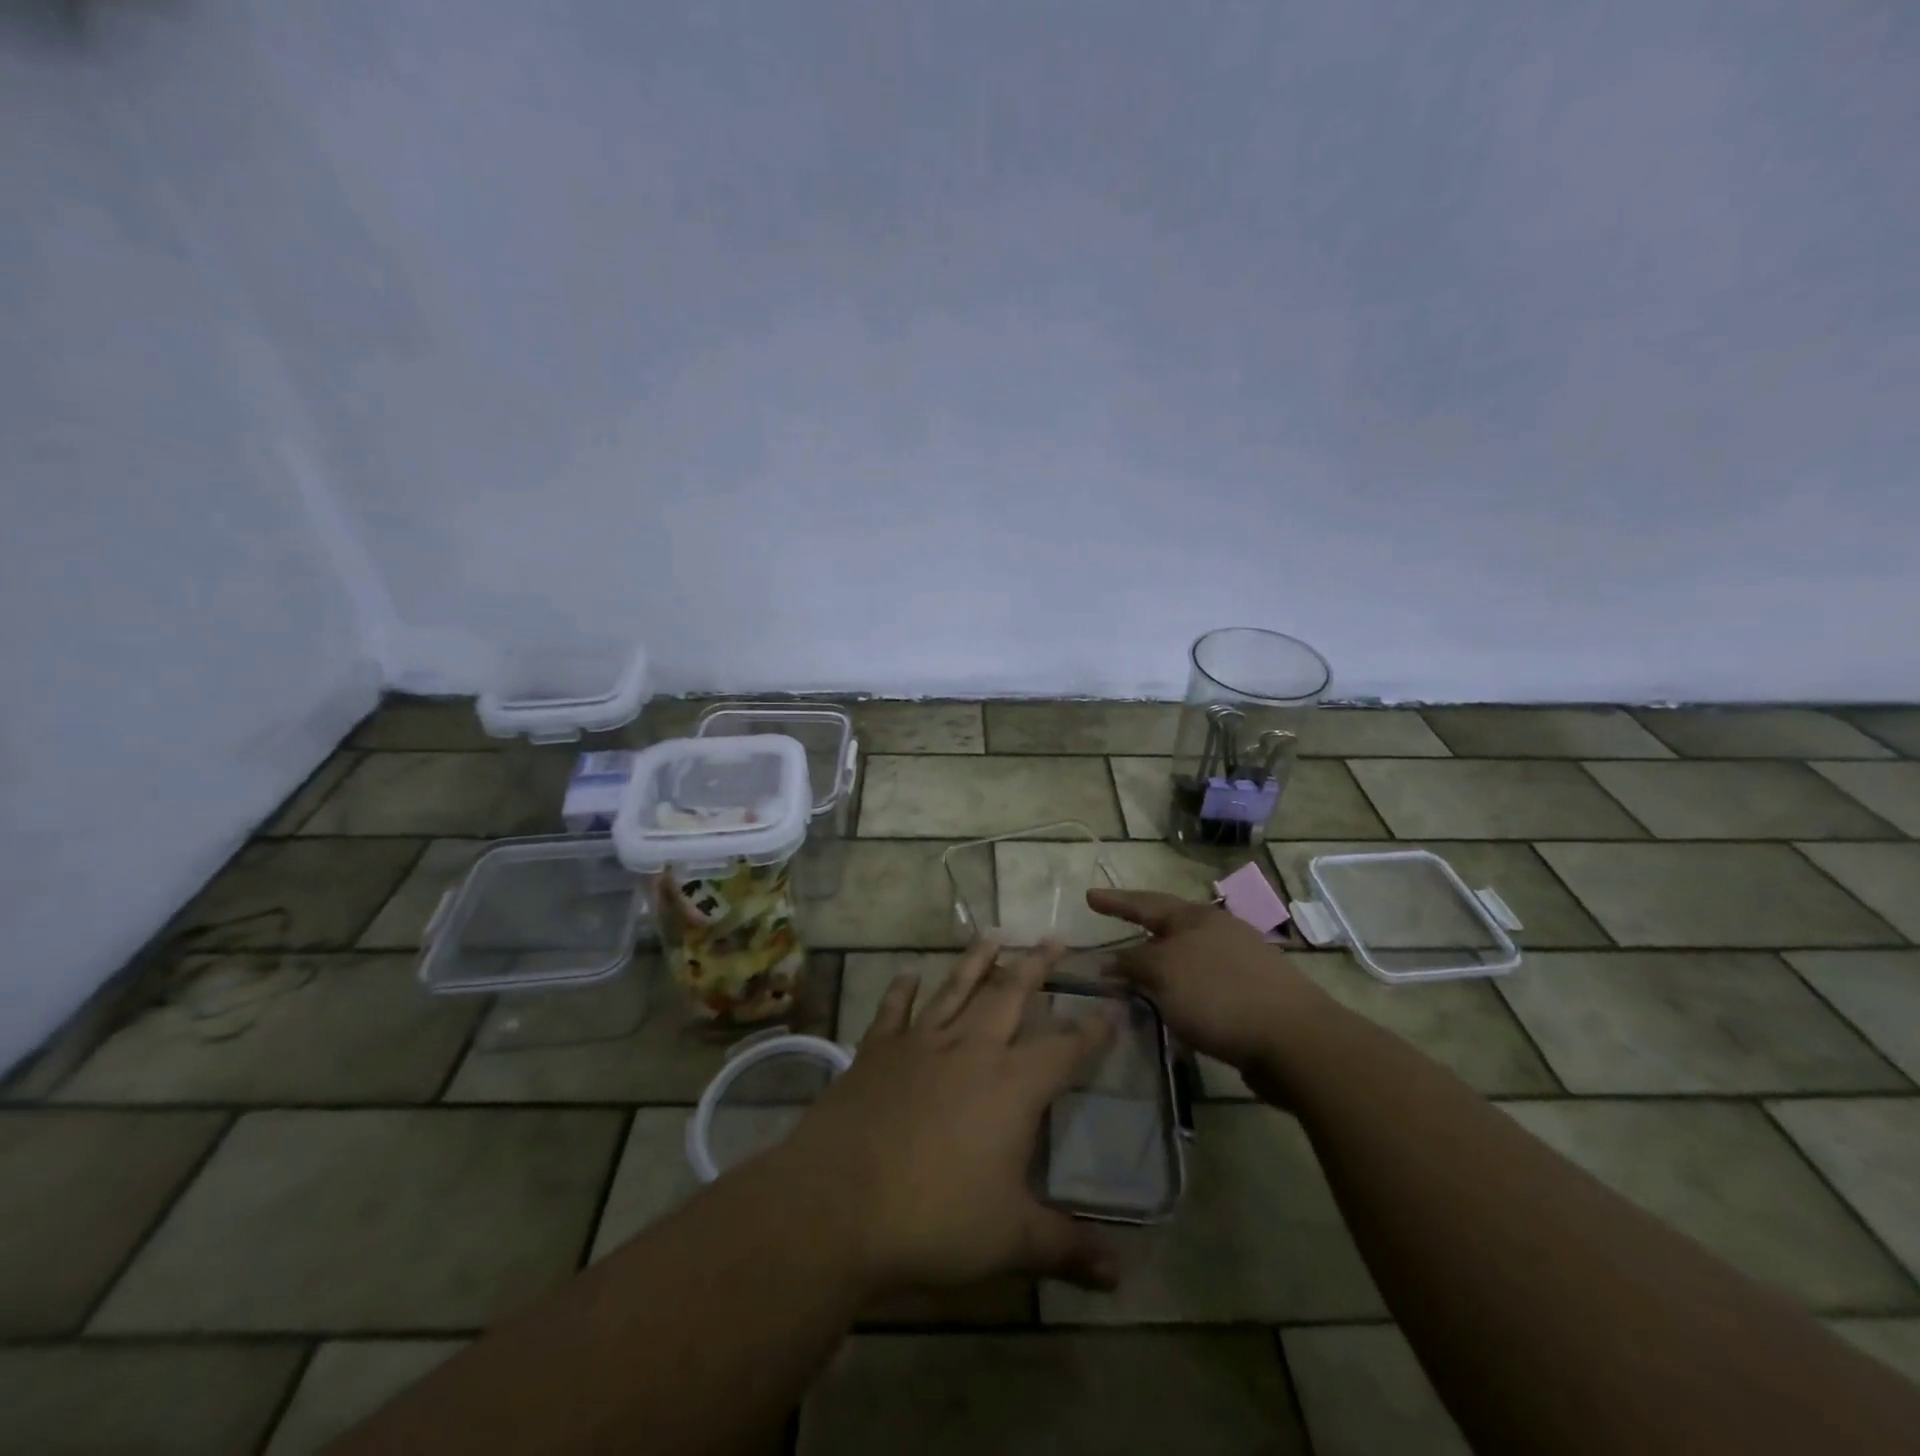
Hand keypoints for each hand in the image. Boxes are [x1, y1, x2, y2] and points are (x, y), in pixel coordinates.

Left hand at [776, 941, 1120, 1297]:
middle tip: (1055, 939)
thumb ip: (1066, 1249)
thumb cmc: (934, 1219)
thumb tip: (1121, 1275)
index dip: (1093, 1027)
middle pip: (1011, 995)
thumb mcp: (1010, 1241)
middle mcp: (971, 1049)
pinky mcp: (877, 1051)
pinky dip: (901, 990)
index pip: (1065, 1048)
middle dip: (1037, 966)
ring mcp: (920, 1044)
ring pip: (956, 989)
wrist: (838, 1203)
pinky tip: (907, 973)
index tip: (1114, 1002)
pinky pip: (894, 1011)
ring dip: (977, 961)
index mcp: (1012, 1086)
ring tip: (994, 934)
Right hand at [1087, 888, 1328, 1078]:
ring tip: (1140, 975)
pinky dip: (1183, 990)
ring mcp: (1243, 962)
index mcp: (1197, 918)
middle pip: (1171, 926)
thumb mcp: (1164, 974)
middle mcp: (1220, 932)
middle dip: (1142, 929)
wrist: (1296, 1040)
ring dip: (1162, 963)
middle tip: (1116, 931)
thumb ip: (1134, 964)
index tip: (1089, 896)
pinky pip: (1206, 984)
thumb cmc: (1220, 995)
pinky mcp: (1255, 995)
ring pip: (1189, 956)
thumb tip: (1112, 962)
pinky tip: (1178, 1007)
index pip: (1146, 903)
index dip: (1116, 901)